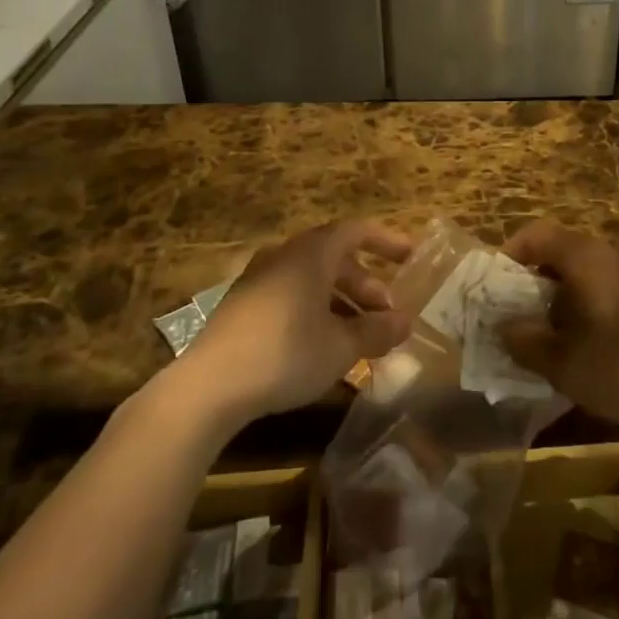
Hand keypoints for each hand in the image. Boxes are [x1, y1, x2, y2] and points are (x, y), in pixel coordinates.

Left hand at [179, 219, 414, 421]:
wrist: (208, 387)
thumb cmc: (285, 354)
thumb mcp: (341, 346)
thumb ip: (377, 331)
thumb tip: (406, 322)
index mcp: (310, 254)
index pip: (356, 231)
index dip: (386, 241)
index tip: (410, 257)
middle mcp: (283, 256)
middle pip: (334, 258)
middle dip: (365, 284)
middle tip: (385, 315)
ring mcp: (258, 280)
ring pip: (311, 280)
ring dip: (341, 302)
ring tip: (358, 336)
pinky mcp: (241, 307)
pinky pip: (290, 296)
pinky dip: (315, 311)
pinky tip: (322, 346)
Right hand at [499, 221, 618, 429]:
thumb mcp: (567, 365)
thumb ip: (527, 344)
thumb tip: (504, 328)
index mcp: (585, 256)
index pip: (535, 234)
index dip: (508, 255)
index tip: (494, 289)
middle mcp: (611, 252)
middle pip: (559, 254)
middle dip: (533, 285)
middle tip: (519, 321)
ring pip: (585, 274)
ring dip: (562, 300)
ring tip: (554, 341)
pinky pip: (609, 288)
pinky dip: (590, 307)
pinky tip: (594, 348)